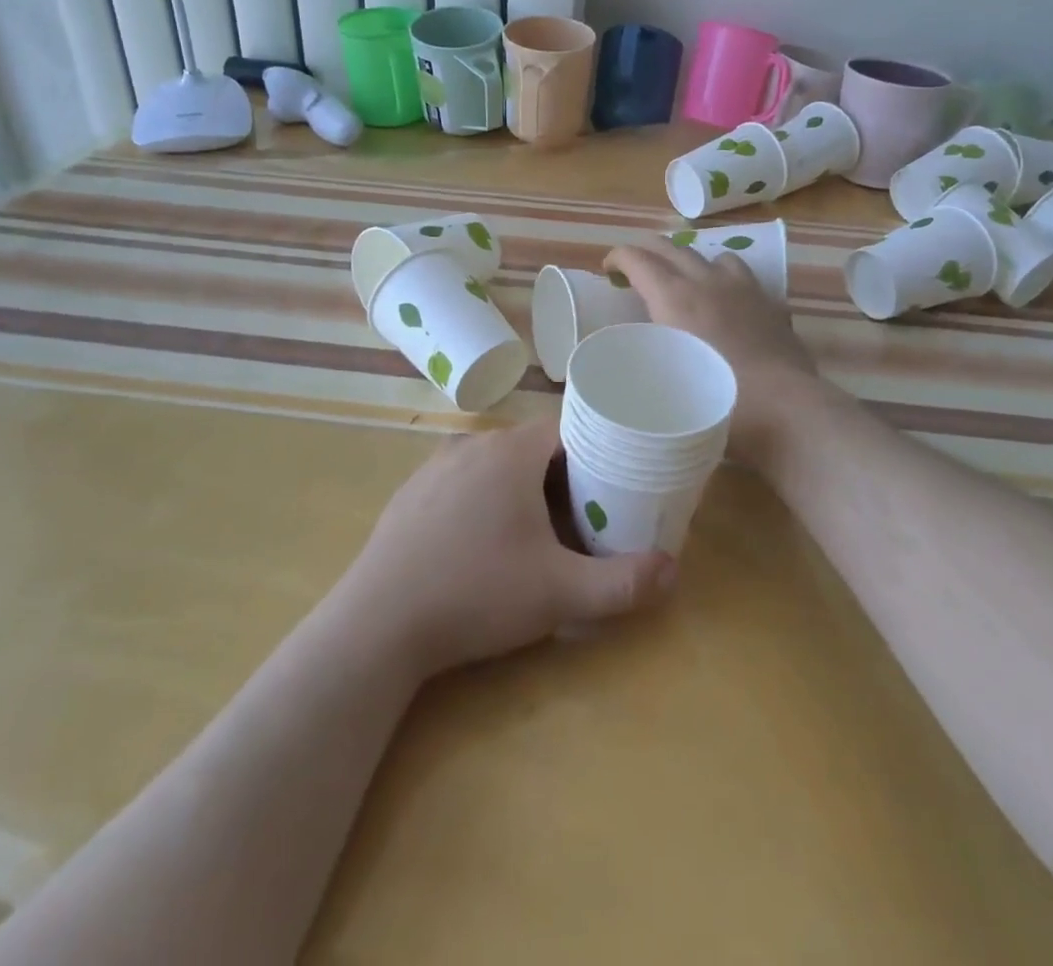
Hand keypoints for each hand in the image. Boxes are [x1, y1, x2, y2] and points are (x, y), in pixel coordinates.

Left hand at [339, 419, 676, 677]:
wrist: (378, 624)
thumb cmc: (476, 593)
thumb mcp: (559, 594)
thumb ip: (623, 582)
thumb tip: (674, 570)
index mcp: (511, 452)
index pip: (568, 428)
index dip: (597, 450)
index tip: (614, 482)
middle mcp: (473, 444)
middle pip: (533, 447)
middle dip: (563, 475)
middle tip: (584, 516)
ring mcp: (435, 466)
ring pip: (496, 464)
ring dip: (522, 487)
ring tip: (538, 531)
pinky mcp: (411, 493)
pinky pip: (462, 481)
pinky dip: (483, 499)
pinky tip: (482, 543)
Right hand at [604, 238, 820, 461]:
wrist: (784, 411)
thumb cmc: (716, 402)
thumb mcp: (664, 382)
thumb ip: (648, 357)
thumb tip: (639, 352)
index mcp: (674, 297)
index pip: (637, 259)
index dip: (618, 257)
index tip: (607, 268)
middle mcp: (707, 282)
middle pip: (672, 248)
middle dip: (648, 251)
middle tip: (635, 267)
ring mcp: (744, 290)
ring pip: (714, 257)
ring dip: (693, 264)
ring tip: (687, 283)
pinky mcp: (771, 305)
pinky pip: (745, 280)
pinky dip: (728, 284)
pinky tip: (729, 306)